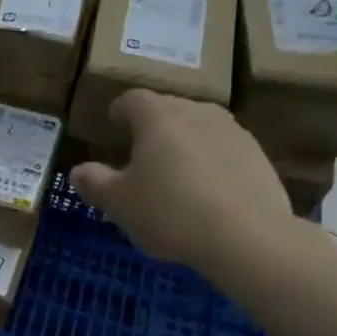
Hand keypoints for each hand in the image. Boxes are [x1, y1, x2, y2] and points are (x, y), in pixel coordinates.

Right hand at [70, 90, 300, 278]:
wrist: (247, 237)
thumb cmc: (170, 212)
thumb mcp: (118, 203)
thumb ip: (94, 182)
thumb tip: (78, 171)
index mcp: (158, 117)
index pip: (133, 99)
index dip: (120, 109)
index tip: (114, 123)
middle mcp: (197, 112)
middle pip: (169, 109)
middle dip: (153, 126)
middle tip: (141, 153)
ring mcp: (233, 132)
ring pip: (200, 128)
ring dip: (185, 143)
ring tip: (175, 173)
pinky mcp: (259, 157)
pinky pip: (225, 151)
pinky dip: (211, 163)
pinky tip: (207, 193)